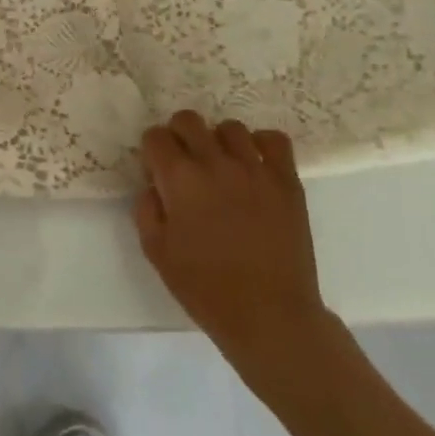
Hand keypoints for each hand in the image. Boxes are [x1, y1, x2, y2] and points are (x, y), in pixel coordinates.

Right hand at [136, 112, 338, 388]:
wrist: (269, 315)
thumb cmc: (205, 288)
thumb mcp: (156, 251)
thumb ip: (147, 209)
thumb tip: (154, 185)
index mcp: (180, 179)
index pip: (155, 136)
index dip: (151, 150)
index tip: (156, 170)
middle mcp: (215, 163)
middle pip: (188, 120)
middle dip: (178, 135)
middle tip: (183, 163)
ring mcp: (255, 169)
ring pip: (229, 127)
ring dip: (217, 141)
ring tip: (220, 166)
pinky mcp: (287, 181)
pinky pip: (274, 140)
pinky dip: (260, 145)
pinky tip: (254, 166)